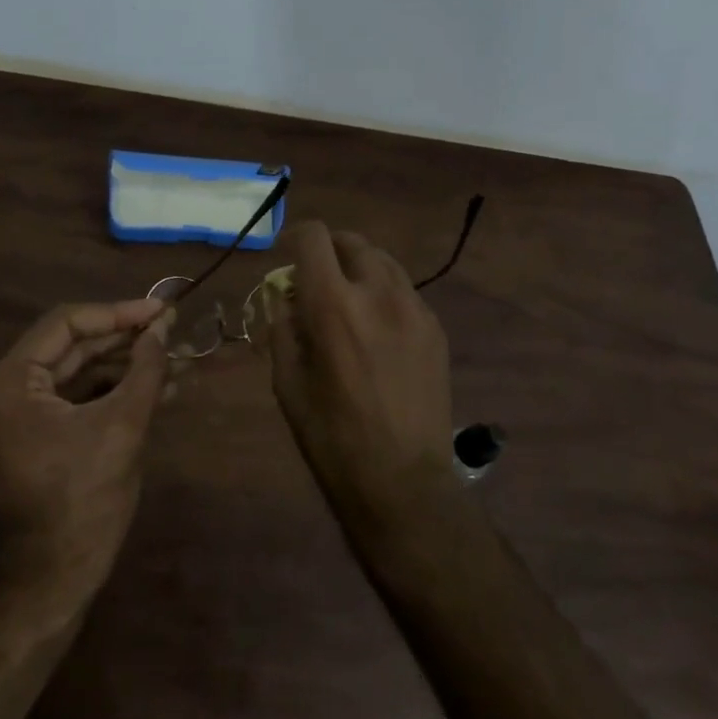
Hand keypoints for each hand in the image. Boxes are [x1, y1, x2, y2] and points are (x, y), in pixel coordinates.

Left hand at [0, 298, 173, 604]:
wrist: (55, 578)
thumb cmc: (85, 500)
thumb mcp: (122, 426)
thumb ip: (145, 369)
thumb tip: (163, 328)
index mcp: (8, 383)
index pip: (66, 325)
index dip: (118, 314)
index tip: (161, 311)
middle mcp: (1, 391)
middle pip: (70, 346)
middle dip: (124, 340)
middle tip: (171, 331)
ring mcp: (14, 415)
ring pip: (76, 372)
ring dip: (123, 366)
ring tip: (174, 359)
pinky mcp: (32, 434)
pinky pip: (74, 398)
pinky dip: (111, 391)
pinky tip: (156, 387)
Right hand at [263, 222, 458, 528]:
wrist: (402, 481)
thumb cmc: (332, 437)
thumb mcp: (287, 384)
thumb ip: (282, 328)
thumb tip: (285, 298)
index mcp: (333, 305)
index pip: (314, 238)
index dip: (295, 238)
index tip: (287, 258)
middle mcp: (378, 293)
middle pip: (352, 242)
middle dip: (328, 250)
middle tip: (316, 280)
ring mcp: (414, 309)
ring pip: (384, 261)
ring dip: (359, 267)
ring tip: (348, 298)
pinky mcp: (435, 329)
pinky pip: (405, 290)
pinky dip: (384, 292)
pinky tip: (377, 327)